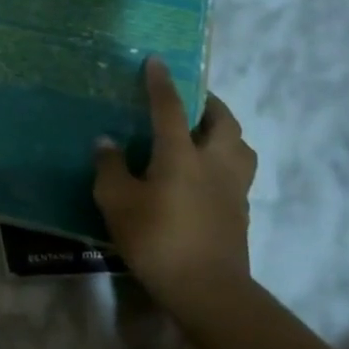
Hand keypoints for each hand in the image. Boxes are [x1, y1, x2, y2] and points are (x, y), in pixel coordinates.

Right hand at [95, 56, 257, 305]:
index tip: (156, 61)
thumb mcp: (117, 201)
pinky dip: (225, 160)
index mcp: (181, 154)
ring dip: (225, 131)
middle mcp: (214, 162)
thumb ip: (110, 167)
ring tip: (204, 134)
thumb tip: (107, 142)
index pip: (171, 108)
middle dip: (208, 103)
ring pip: (240, 146)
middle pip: (222, 121)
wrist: (205, 287)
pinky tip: (206, 173)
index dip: (161, 83)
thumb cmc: (156, 238)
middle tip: (190, 100)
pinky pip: (238, 171)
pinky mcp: (241, 210)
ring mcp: (233, 187)